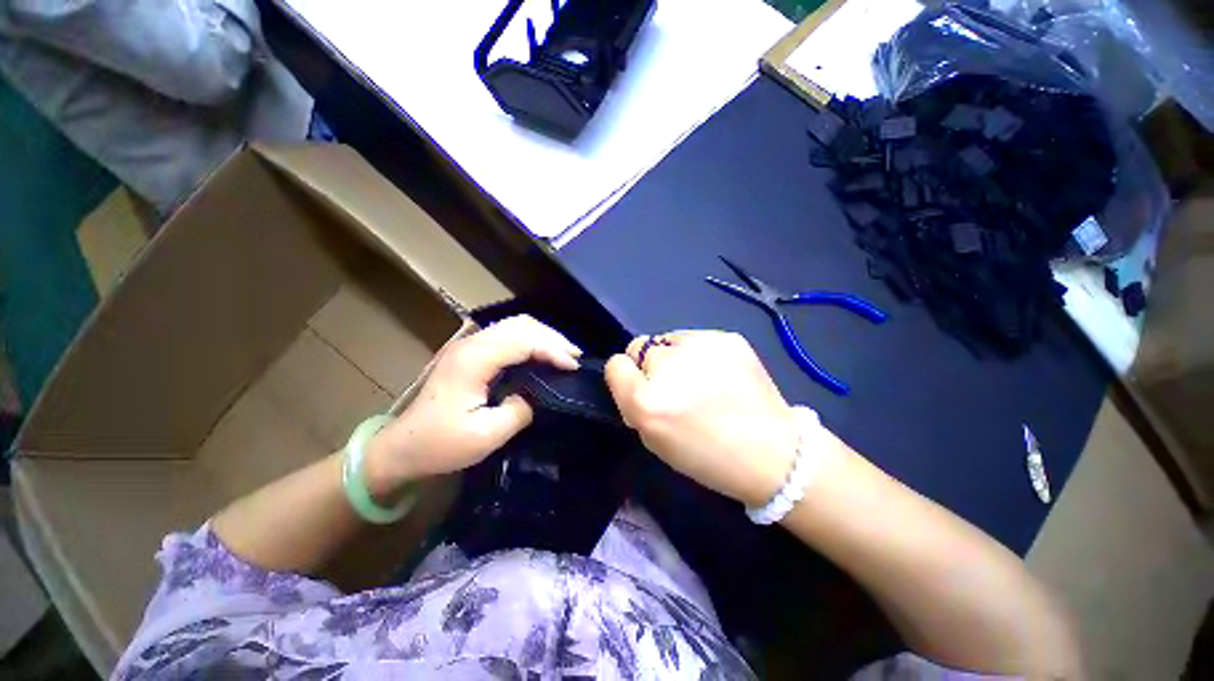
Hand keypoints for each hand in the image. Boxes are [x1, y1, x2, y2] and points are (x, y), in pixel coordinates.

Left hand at [364, 316, 580, 495]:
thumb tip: (540, 395)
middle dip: (552, 338)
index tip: (573, 367)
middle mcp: (472, 344)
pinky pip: (508, 334)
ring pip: (515, 325)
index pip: (523, 341)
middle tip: (575, 356)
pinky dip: (531, 340)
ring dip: (543, 336)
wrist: (401, 447)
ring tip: (564, 353)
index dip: (552, 350)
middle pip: (521, 325)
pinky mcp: (471, 352)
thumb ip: (520, 411)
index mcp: (474, 360)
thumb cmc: (439, 444)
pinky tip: (542, 354)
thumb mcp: (485, 436)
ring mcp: (469, 345)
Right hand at [605, 331, 798, 505]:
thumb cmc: (706, 456)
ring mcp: (700, 346)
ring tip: (702, 379)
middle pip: (641, 348)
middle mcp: (668, 366)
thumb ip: (634, 403)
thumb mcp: (654, 440)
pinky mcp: (726, 337)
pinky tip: (721, 372)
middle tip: (679, 389)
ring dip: (675, 356)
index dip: (626, 378)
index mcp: (647, 400)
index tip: (644, 390)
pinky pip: (695, 337)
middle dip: (653, 367)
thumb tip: (633, 377)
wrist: (772, 453)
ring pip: (667, 339)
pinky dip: (700, 352)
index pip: (615, 364)